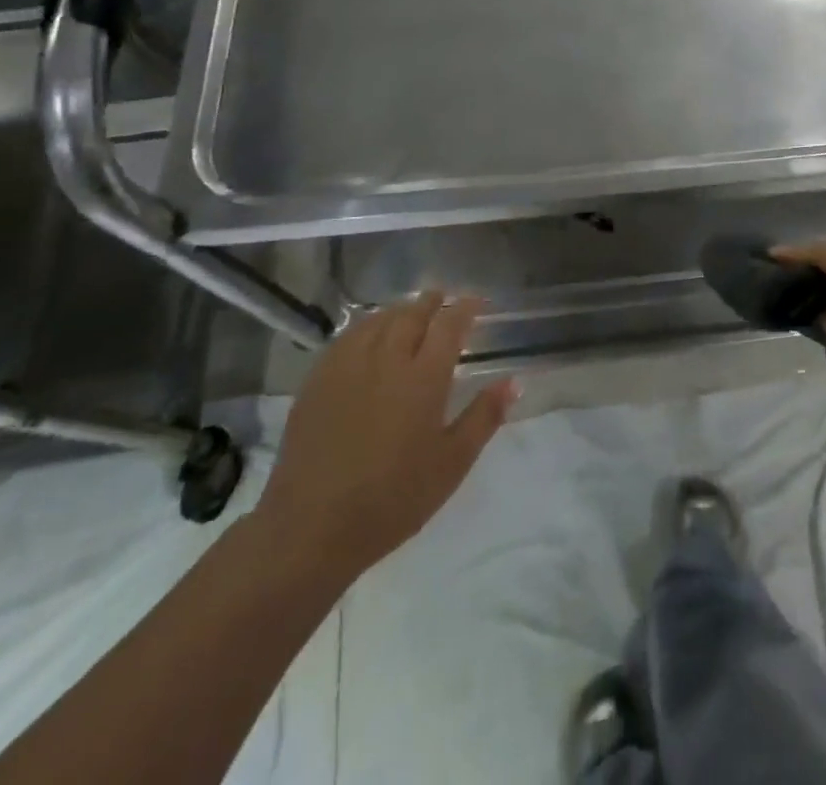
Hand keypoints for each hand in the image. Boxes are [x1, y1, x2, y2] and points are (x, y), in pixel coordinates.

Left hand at [253, 293, 515, 584]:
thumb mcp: (451, 464)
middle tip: (442, 298)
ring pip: (377, 321)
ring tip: (409, 310)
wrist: (312, 527)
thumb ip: (484, 417)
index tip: (477, 301)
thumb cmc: (393, 499)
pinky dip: (366, 327)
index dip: (465, 308)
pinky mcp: (317, 381)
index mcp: (424, 377)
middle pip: (411, 315)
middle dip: (431, 302)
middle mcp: (387, 360)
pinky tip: (367, 335)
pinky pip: (347, 338)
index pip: (449, 325)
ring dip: (399, 310)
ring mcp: (347, 367)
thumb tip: (513, 382)